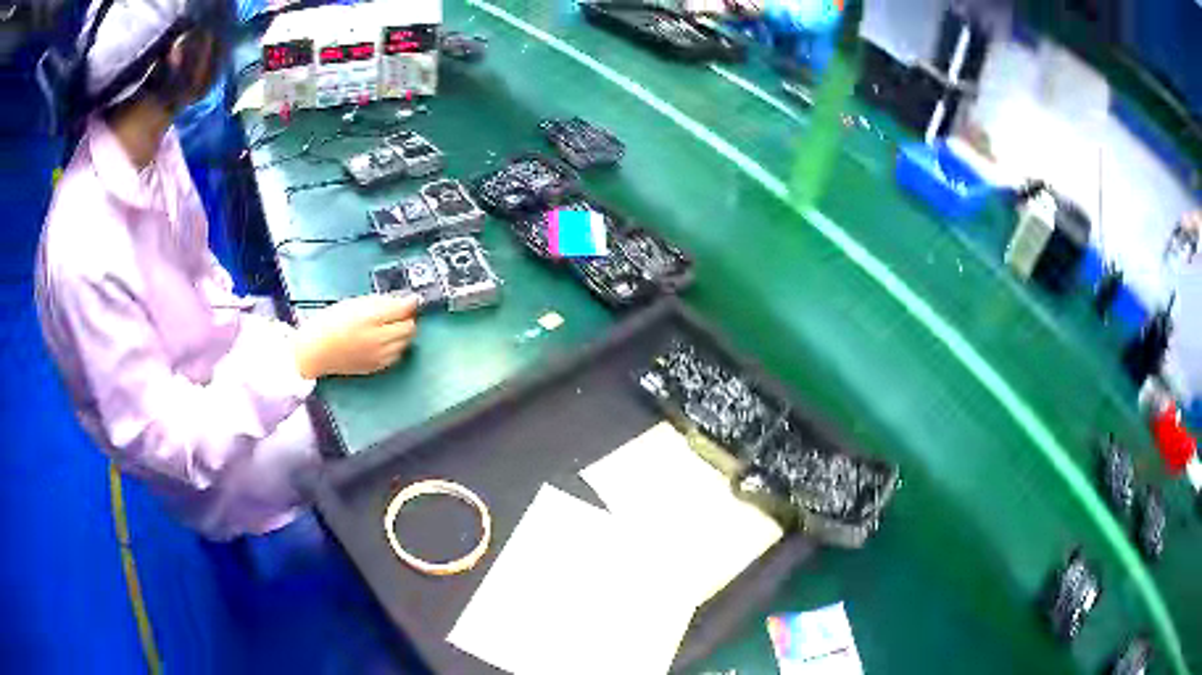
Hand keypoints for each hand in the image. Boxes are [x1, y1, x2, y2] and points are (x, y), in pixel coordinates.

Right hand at [293, 294, 417, 378]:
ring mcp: (378, 356)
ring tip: (389, 326)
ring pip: (406, 343)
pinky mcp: (377, 367)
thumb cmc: (329, 323)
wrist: (315, 352)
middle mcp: (377, 338)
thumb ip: (379, 302)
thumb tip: (403, 301)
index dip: (410, 302)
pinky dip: (396, 346)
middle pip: (409, 327)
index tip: (411, 299)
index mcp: (369, 317)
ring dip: (403, 333)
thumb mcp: (353, 303)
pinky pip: (397, 355)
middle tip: (398, 313)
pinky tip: (383, 341)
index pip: (403, 309)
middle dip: (407, 318)